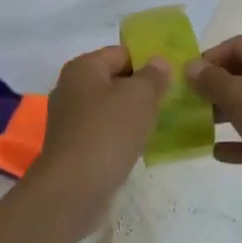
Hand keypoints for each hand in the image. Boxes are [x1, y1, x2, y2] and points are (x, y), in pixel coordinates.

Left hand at [34, 46, 169, 209]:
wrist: (73, 189)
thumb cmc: (108, 133)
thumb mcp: (139, 97)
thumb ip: (152, 76)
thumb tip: (158, 62)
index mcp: (82, 67)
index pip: (121, 53)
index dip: (148, 62)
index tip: (173, 78)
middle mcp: (70, 88)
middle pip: (114, 80)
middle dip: (141, 89)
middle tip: (171, 101)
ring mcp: (68, 119)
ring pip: (109, 107)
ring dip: (132, 114)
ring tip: (159, 124)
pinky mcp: (72, 146)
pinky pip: (102, 131)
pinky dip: (120, 135)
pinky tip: (138, 146)